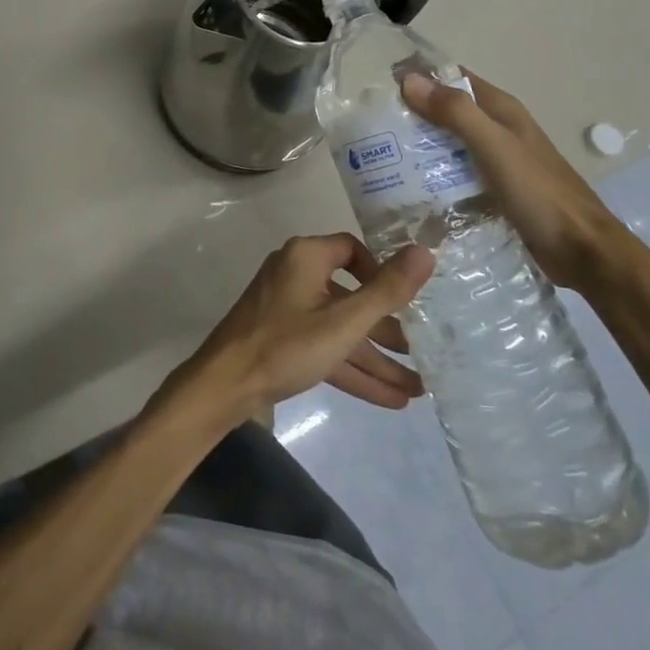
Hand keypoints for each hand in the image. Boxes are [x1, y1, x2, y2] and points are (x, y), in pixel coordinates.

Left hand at [162, 234, 433, 427]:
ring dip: (375, 357)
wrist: (225, 385)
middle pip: (350, 296)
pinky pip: (324, 347)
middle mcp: (295, 275)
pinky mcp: (281, 339)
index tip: (403, 301)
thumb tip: (425, 251)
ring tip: (417, 388)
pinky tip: (390, 399)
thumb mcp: (344, 322)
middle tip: (421, 352)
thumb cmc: (286, 344)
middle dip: (386, 329)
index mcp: (306, 257)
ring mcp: (286, 309)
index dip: (380, 272)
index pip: (351, 250)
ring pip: (340, 329)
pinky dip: (352, 369)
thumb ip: (387, 290)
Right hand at [401, 70, 632, 296]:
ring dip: (419, 146)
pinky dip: (433, 175)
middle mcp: (498, 129)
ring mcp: (497, 161)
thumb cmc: (540, 194)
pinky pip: (455, 173)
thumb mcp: (495, 147)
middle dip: (412, 113)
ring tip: (381, 157)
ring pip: (449, 144)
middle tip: (371, 127)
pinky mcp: (494, 190)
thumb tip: (409, 80)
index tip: (380, 86)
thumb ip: (455, 113)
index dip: (420, 75)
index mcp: (501, 110)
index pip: (453, 77)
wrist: (584, 253)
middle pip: (447, 111)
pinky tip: (410, 188)